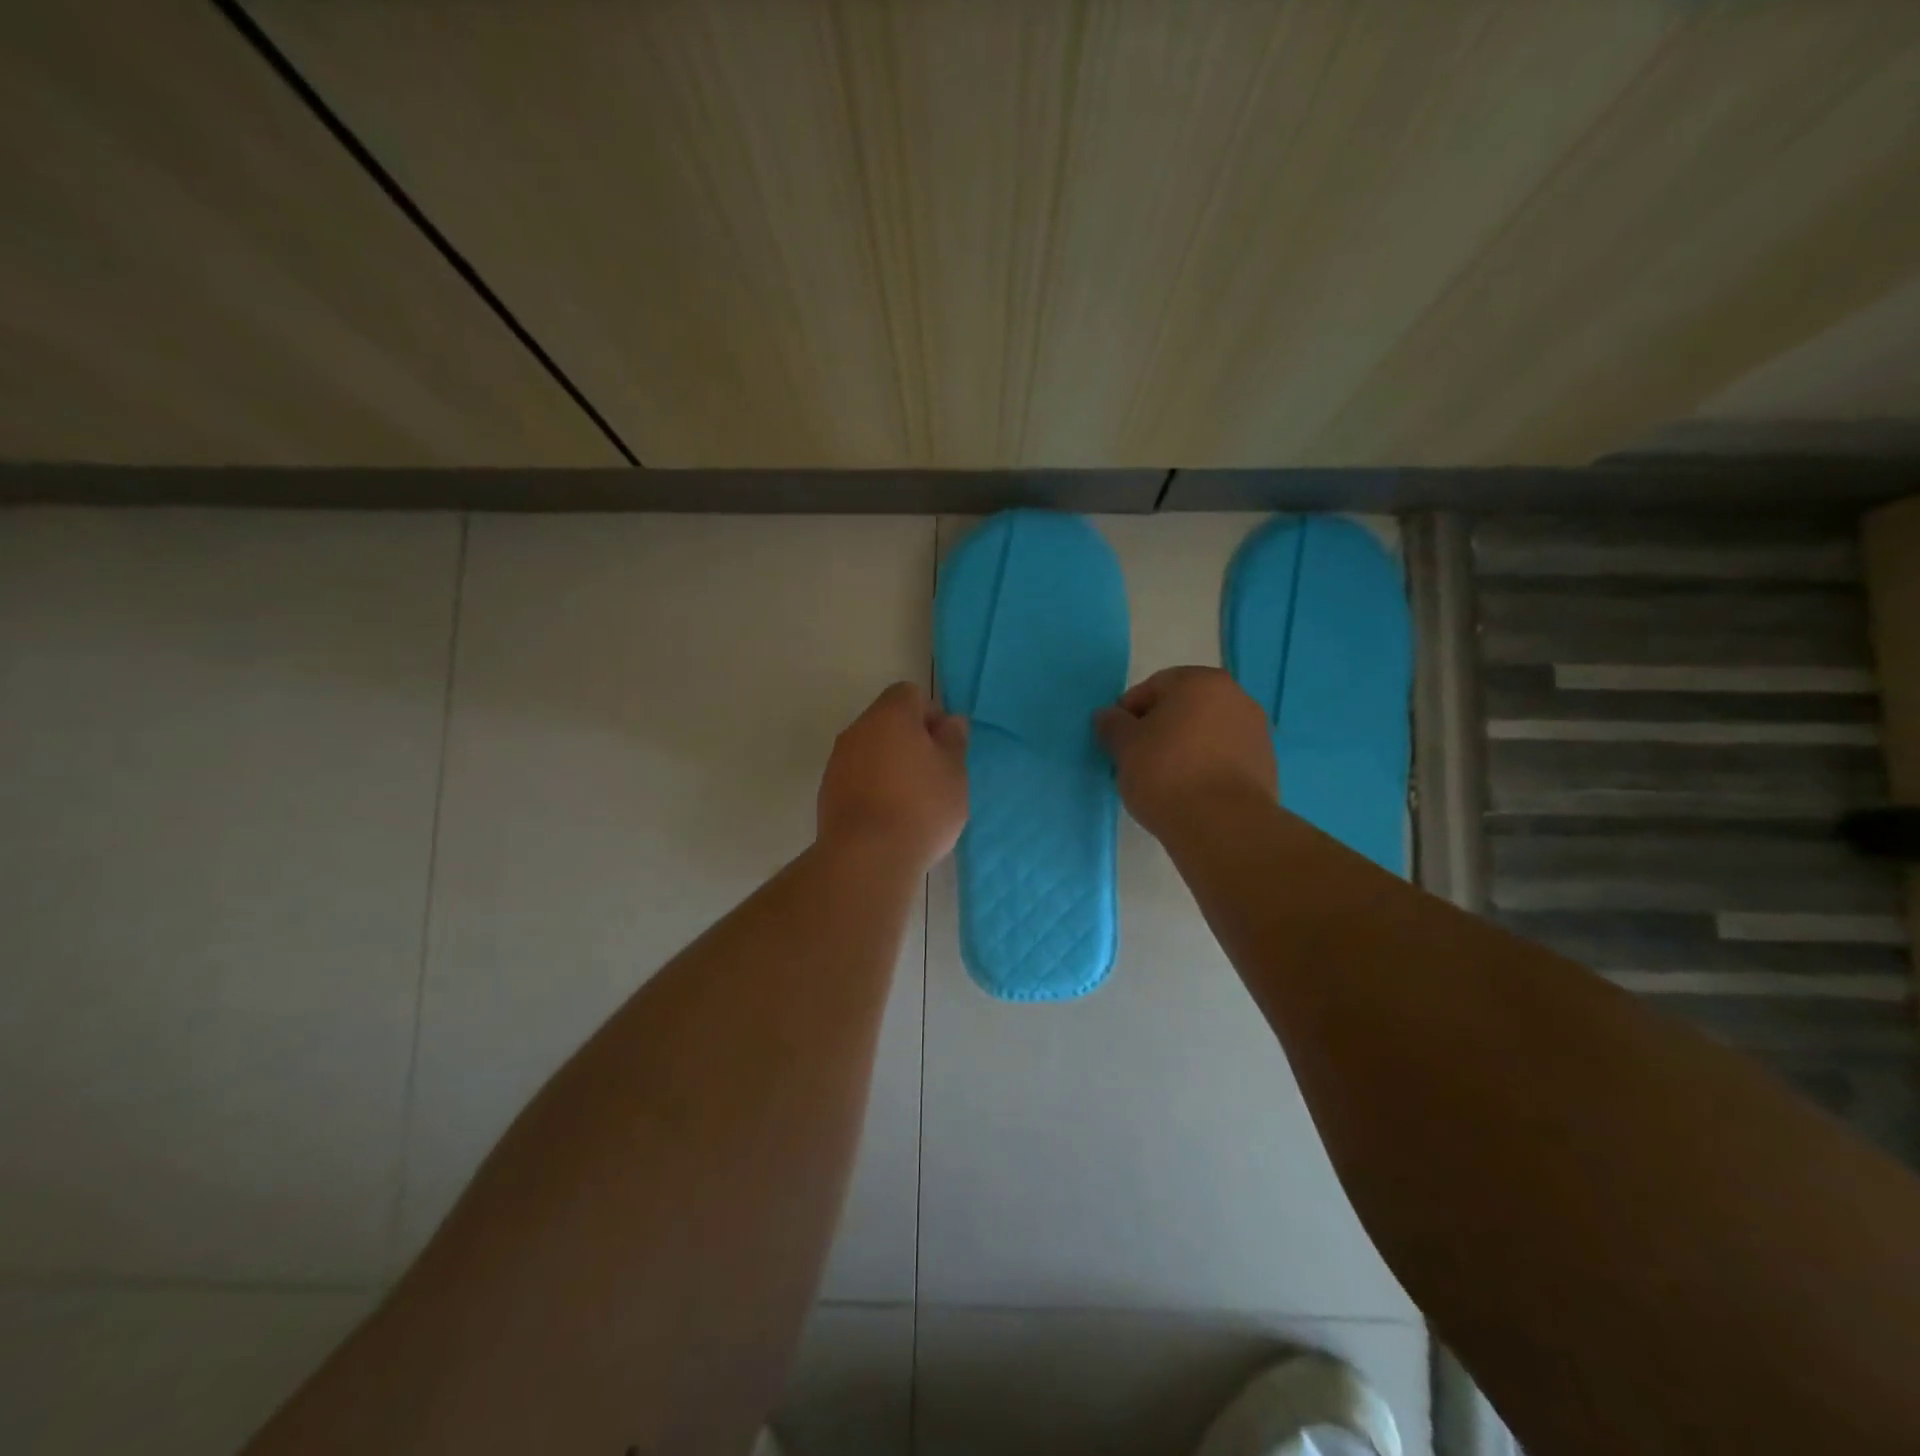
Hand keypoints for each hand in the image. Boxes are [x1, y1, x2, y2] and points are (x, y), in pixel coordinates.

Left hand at [817, 682, 969, 873]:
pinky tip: (889, 816)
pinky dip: (873, 786)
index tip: (944, 746)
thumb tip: (951, 722)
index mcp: (890, 715)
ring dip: (890, 764)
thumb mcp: (954, 773)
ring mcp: (838, 761)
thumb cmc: (921, 807)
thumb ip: (953, 741)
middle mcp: (858, 729)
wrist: (867, 857)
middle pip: (887, 720)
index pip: (910, 693)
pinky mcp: (828, 791)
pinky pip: (857, 776)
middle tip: (934, 774)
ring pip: (871, 749)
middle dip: (911, 740)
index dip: (931, 714)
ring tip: (912, 800)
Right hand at [1094, 667, 1275, 840]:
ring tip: (1164, 781)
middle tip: (1138, 760)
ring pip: (1205, 733)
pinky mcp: (1265, 765)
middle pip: (1183, 708)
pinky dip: (1205, 767)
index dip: (1128, 713)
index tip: (1118, 742)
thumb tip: (1108, 716)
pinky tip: (1190, 793)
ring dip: (1184, 748)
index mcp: (1201, 681)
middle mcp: (1236, 697)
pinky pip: (1224, 758)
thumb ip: (1112, 724)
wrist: (1223, 826)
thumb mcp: (1124, 746)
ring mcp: (1256, 731)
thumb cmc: (1167, 774)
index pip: (1153, 687)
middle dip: (1159, 729)